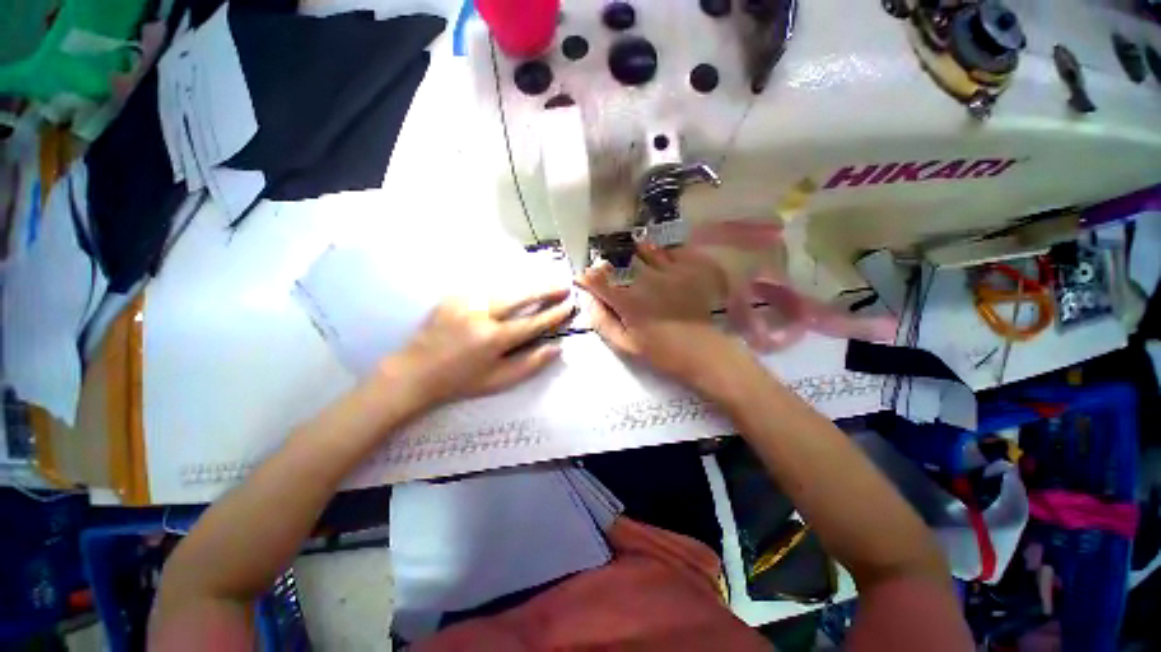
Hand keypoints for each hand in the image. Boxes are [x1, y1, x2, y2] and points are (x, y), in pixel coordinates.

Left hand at [387, 288, 574, 406]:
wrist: (415, 372)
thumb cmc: (460, 382)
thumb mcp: (498, 381)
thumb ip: (530, 365)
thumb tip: (557, 348)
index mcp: (493, 339)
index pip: (533, 323)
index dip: (554, 314)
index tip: (569, 305)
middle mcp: (481, 315)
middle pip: (521, 296)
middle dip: (545, 290)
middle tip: (563, 285)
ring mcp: (465, 302)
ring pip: (504, 288)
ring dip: (527, 286)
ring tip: (544, 284)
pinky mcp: (453, 296)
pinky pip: (486, 289)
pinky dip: (504, 288)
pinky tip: (515, 289)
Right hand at [577, 245, 749, 393]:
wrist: (700, 351)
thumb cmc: (659, 351)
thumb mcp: (625, 344)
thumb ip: (602, 321)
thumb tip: (588, 300)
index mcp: (627, 300)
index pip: (597, 280)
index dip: (587, 277)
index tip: (585, 280)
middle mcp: (645, 280)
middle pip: (620, 260)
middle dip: (610, 265)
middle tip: (611, 273)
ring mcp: (668, 271)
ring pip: (645, 250)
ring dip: (636, 254)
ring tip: (637, 263)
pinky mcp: (687, 269)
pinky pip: (671, 250)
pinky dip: (662, 253)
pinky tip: (660, 262)